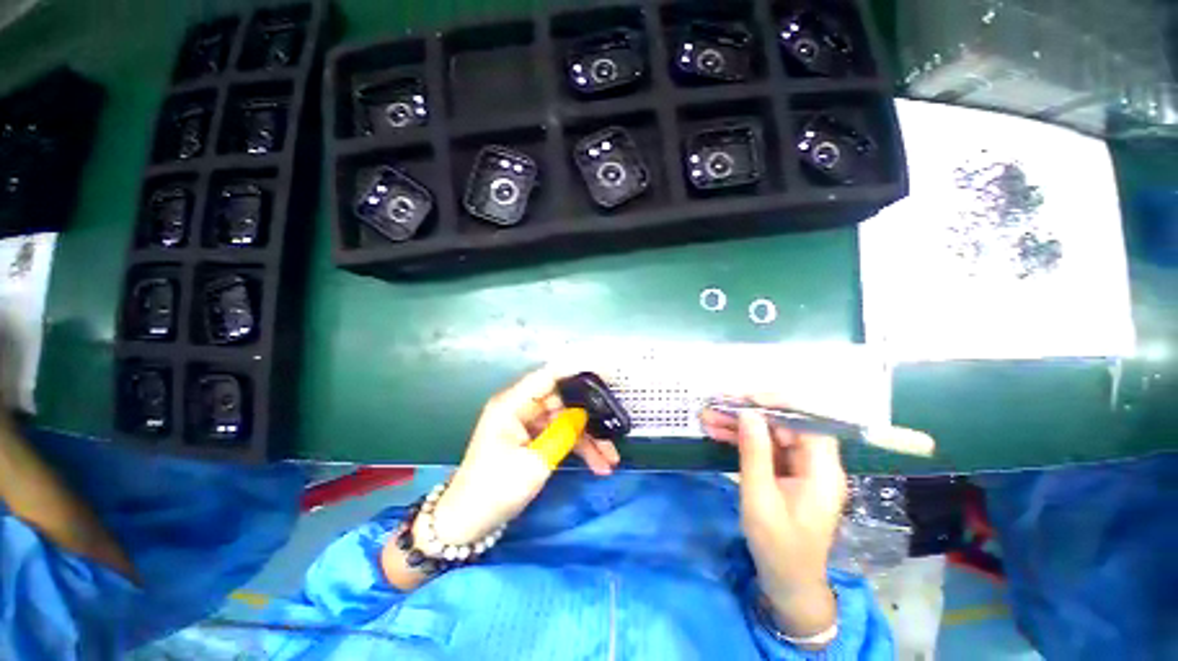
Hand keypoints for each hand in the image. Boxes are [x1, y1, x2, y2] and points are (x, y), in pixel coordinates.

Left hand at [427, 366, 620, 545]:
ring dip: (587, 439)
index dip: (576, 371)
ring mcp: (525, 424)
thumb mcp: (535, 462)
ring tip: (610, 459)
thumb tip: (584, 414)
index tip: (604, 372)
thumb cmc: (496, 490)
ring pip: (565, 421)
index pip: (548, 376)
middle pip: (562, 401)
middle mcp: (519, 407)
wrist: (467, 524)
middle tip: (614, 432)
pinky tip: (597, 464)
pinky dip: (576, 447)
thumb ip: (563, 433)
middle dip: (589, 418)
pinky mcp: (530, 439)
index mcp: (512, 404)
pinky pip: (559, 435)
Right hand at [701, 406, 846, 639]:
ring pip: (770, 435)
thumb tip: (748, 414)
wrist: (786, 582)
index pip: (807, 423)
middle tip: (715, 406)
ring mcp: (801, 469)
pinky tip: (717, 433)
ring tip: (708, 417)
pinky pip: (765, 449)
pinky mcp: (787, 474)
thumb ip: (755, 453)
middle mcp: (816, 465)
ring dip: (739, 426)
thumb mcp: (760, 498)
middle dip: (748, 414)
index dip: (778, 405)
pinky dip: (742, 441)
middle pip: (784, 426)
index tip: (744, 399)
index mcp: (823, 471)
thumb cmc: (777, 546)